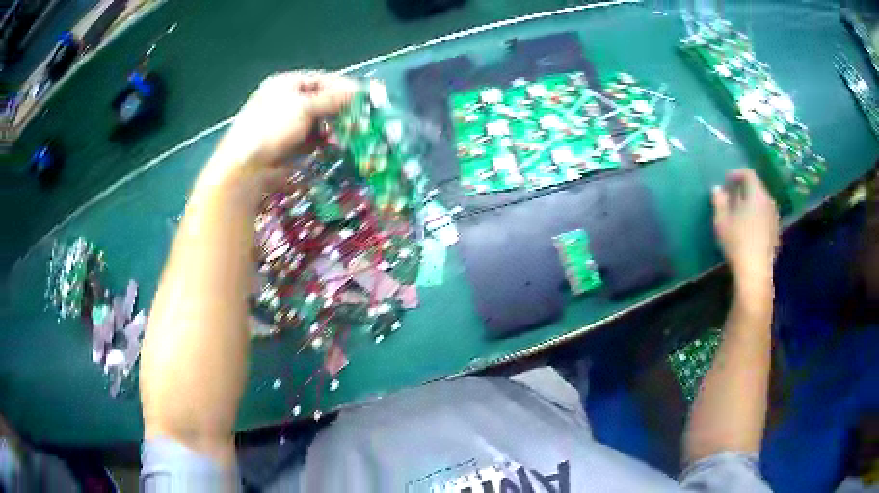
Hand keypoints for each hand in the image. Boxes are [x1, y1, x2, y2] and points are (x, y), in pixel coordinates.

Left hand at [197, 71, 358, 196]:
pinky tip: (335, 145)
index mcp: (285, 85)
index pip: (321, 80)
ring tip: (350, 133)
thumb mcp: (304, 107)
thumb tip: (357, 91)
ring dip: (334, 127)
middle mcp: (285, 102)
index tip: (363, 96)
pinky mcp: (288, 145)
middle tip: (360, 117)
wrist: (246, 167)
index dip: (343, 87)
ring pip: (317, 122)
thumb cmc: (271, 128)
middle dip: (340, 109)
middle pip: (320, 101)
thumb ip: (332, 99)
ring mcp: (285, 125)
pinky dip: (324, 141)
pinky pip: (311, 139)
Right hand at [711, 169, 779, 291]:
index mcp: (757, 194)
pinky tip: (749, 229)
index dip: (736, 174)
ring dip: (751, 203)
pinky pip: (766, 217)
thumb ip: (719, 202)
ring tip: (740, 213)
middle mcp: (769, 202)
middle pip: (757, 188)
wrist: (755, 273)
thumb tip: (717, 189)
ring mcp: (774, 219)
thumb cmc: (737, 243)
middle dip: (744, 189)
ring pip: (762, 203)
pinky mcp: (776, 234)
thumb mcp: (722, 221)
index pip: (748, 174)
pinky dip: (757, 217)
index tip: (726, 181)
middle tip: (732, 196)